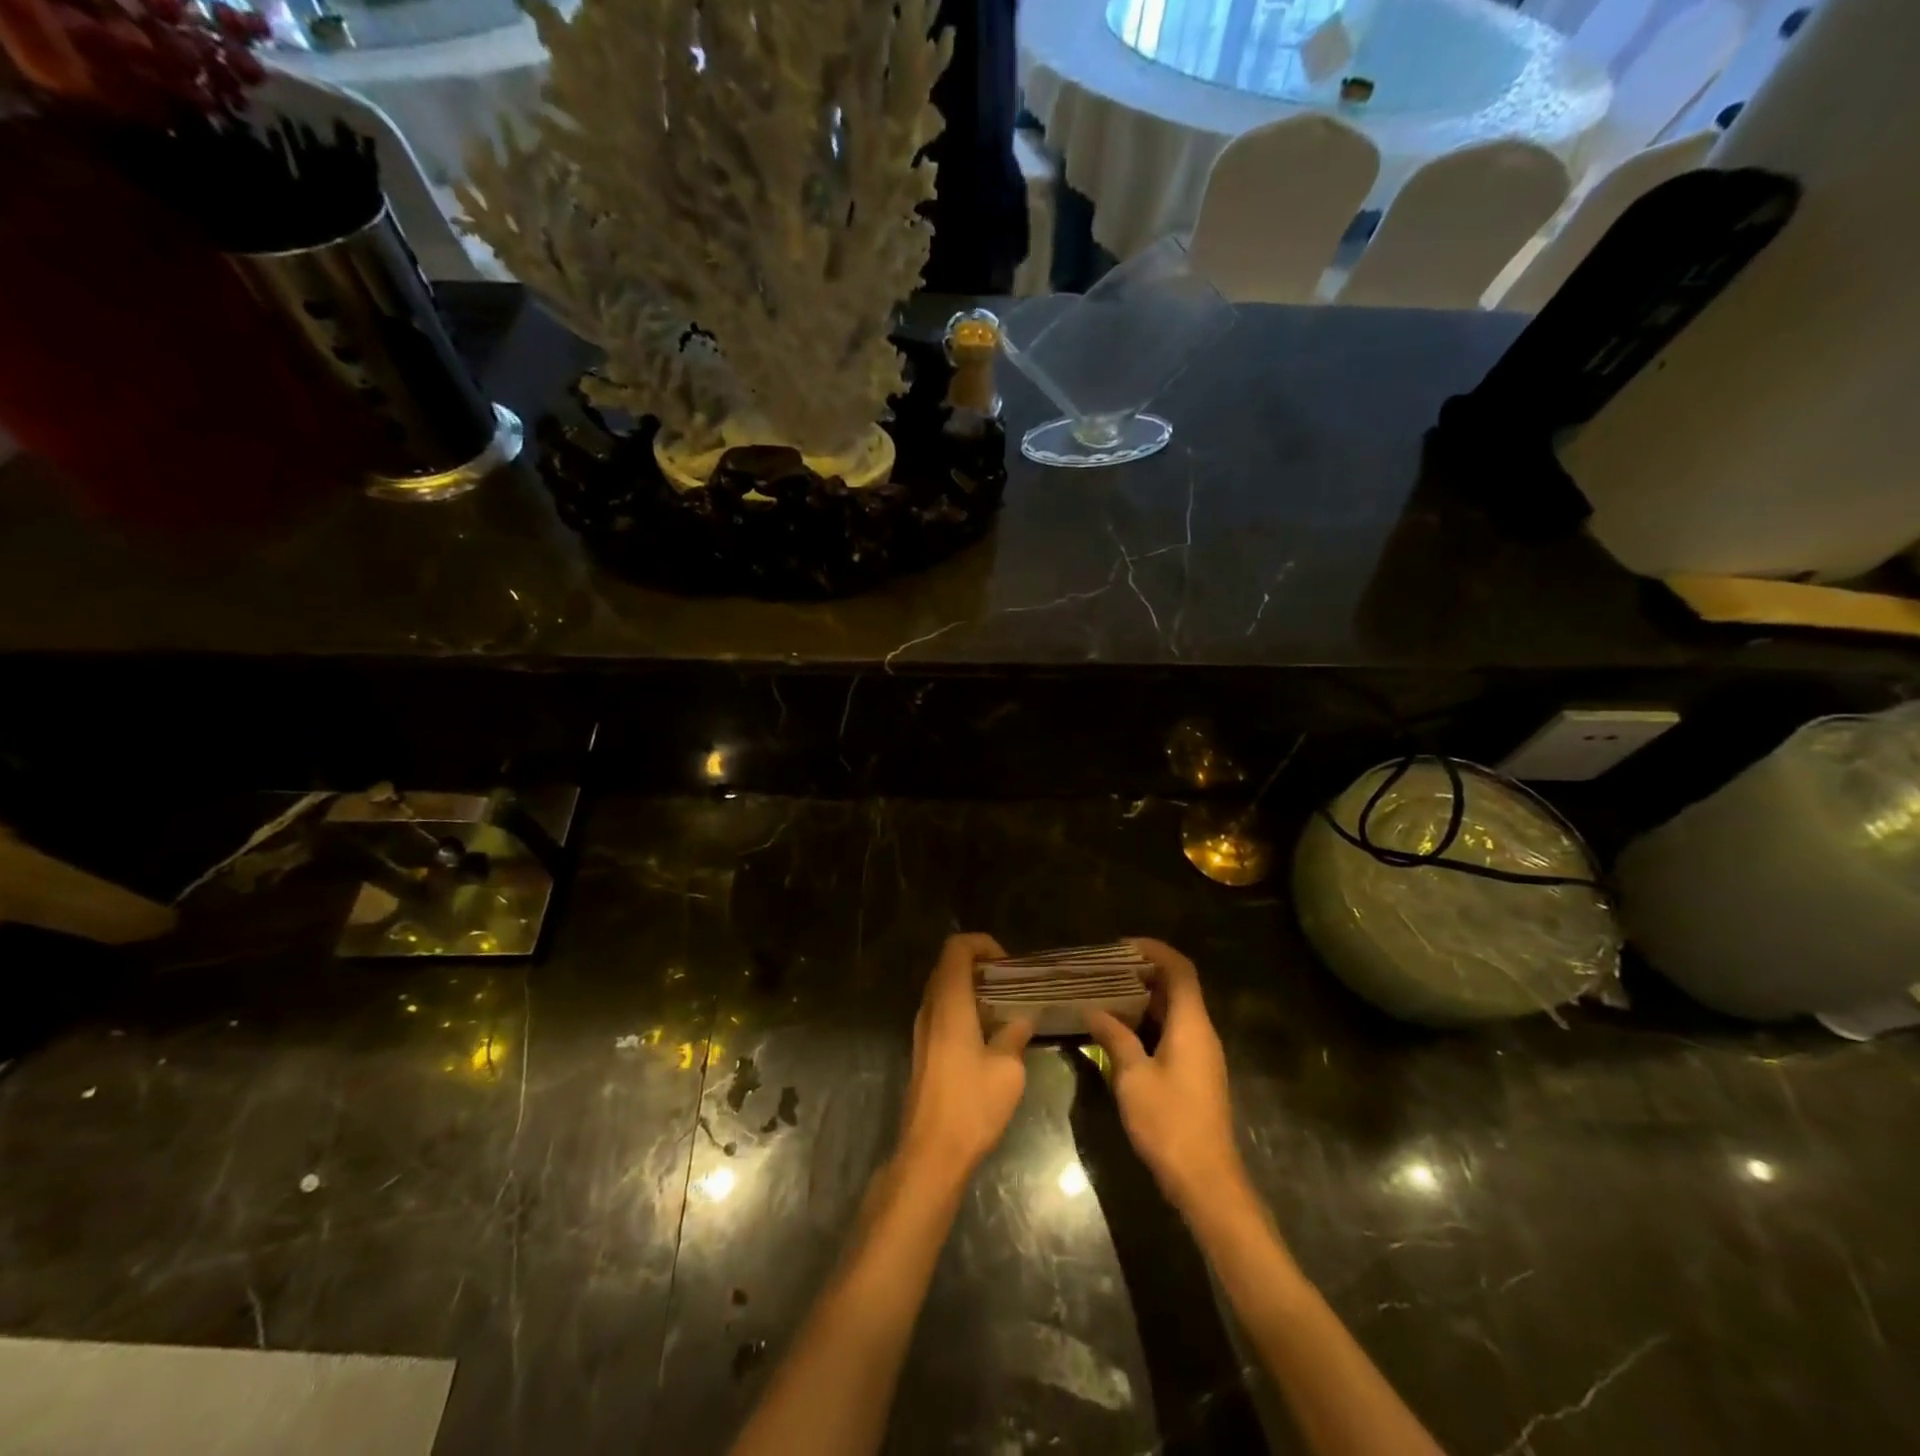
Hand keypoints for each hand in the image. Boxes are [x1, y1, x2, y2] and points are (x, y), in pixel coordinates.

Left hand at [896, 933, 1033, 1187]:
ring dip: (973, 988)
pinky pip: (942, 1011)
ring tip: (1006, 1006)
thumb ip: (1015, 1033)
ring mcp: (922, 1029)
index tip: (1009, 965)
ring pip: (944, 989)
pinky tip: (990, 1033)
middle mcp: (930, 1008)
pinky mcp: (923, 1049)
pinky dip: (964, 1008)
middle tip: (1012, 983)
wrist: (931, 1152)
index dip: (983, 944)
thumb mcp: (1007, 1068)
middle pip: (949, 965)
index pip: (957, 948)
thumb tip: (1024, 1016)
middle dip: (981, 965)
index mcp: (949, 1002)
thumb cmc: (971, 1105)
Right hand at [1085, 938, 1246, 1215]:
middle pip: (1178, 988)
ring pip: (1175, 1012)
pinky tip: (1120, 1031)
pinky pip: (1173, 1033)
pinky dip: (1149, 1022)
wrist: (1206, 1181)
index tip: (1123, 946)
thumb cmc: (1169, 1123)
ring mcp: (1201, 1055)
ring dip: (1144, 999)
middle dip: (1144, 973)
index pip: (1180, 970)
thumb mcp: (1132, 1078)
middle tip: (1107, 969)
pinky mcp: (1196, 1074)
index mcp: (1192, 1025)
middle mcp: (1201, 1033)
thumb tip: (1094, 1010)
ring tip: (1107, 994)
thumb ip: (1114, 1038)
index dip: (1155, 951)